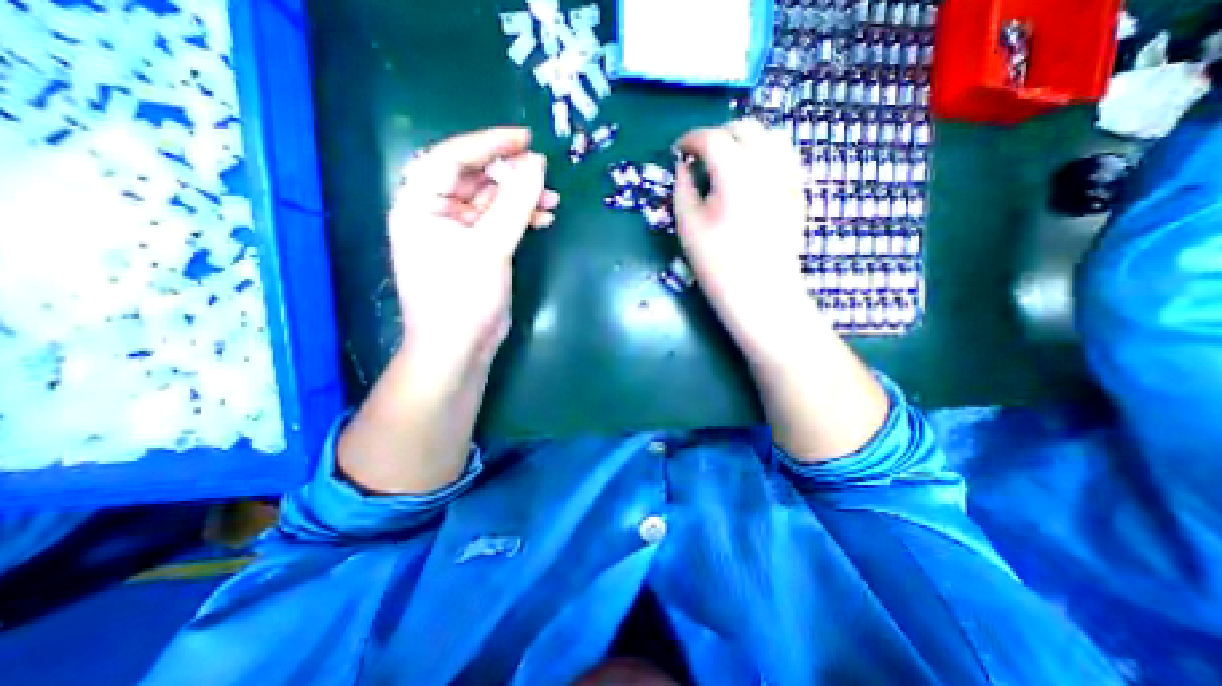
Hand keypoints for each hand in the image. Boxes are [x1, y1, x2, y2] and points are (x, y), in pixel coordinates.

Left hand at [392, 126, 558, 366]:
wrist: (459, 348)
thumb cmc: (463, 298)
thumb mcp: (490, 247)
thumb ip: (515, 203)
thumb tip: (537, 164)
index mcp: (420, 204)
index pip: (452, 157)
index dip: (489, 143)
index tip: (526, 139)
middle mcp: (435, 213)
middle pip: (474, 178)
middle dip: (511, 176)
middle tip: (544, 174)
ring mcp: (457, 233)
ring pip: (491, 202)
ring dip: (521, 199)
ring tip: (552, 201)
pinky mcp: (476, 250)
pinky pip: (499, 223)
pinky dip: (520, 219)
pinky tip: (543, 219)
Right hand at [672, 119, 813, 348]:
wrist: (760, 292)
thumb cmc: (717, 263)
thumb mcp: (688, 226)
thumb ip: (682, 188)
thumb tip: (683, 166)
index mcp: (735, 173)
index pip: (712, 138)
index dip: (690, 139)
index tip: (678, 151)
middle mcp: (766, 165)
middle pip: (744, 128)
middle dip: (717, 135)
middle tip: (700, 156)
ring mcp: (788, 176)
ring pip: (769, 136)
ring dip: (744, 140)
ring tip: (727, 161)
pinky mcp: (798, 191)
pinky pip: (784, 156)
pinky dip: (765, 154)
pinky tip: (752, 174)